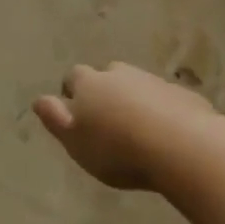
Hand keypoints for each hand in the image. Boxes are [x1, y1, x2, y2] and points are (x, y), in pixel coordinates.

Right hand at [33, 62, 214, 191]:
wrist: (184, 148)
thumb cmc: (119, 149)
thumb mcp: (74, 141)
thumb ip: (54, 118)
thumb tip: (39, 100)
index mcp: (89, 84)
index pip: (73, 78)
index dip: (72, 94)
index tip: (77, 115)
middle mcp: (120, 75)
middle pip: (107, 76)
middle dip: (105, 92)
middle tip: (108, 121)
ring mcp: (154, 82)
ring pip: (138, 86)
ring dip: (135, 101)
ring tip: (138, 131)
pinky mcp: (185, 97)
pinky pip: (167, 101)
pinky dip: (163, 112)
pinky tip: (168, 137)